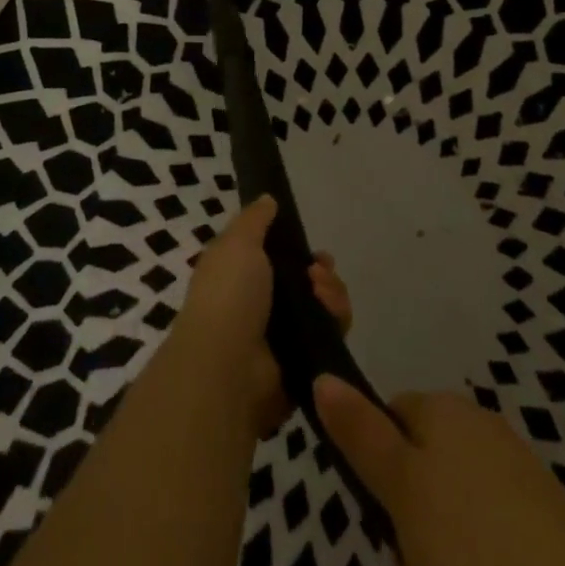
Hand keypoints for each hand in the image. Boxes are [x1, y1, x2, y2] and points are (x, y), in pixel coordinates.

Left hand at [174, 196, 352, 437]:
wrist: (229, 367)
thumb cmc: (228, 294)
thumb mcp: (238, 242)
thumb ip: (255, 219)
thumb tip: (268, 199)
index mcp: (241, 275)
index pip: (276, 257)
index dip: (295, 247)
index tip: (307, 243)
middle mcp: (262, 305)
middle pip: (306, 281)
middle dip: (321, 271)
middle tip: (318, 271)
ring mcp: (284, 335)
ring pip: (323, 305)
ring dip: (331, 291)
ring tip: (320, 291)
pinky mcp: (305, 361)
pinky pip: (331, 334)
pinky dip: (335, 318)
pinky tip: (328, 311)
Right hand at [314, 378, 564, 565]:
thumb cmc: (476, 547)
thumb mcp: (401, 488)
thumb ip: (360, 433)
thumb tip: (322, 373)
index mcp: (446, 410)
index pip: (389, 416)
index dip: (377, 466)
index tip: (382, 514)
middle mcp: (482, 432)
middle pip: (419, 477)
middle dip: (410, 531)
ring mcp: (520, 482)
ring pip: (451, 523)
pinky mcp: (549, 535)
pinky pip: (491, 553)